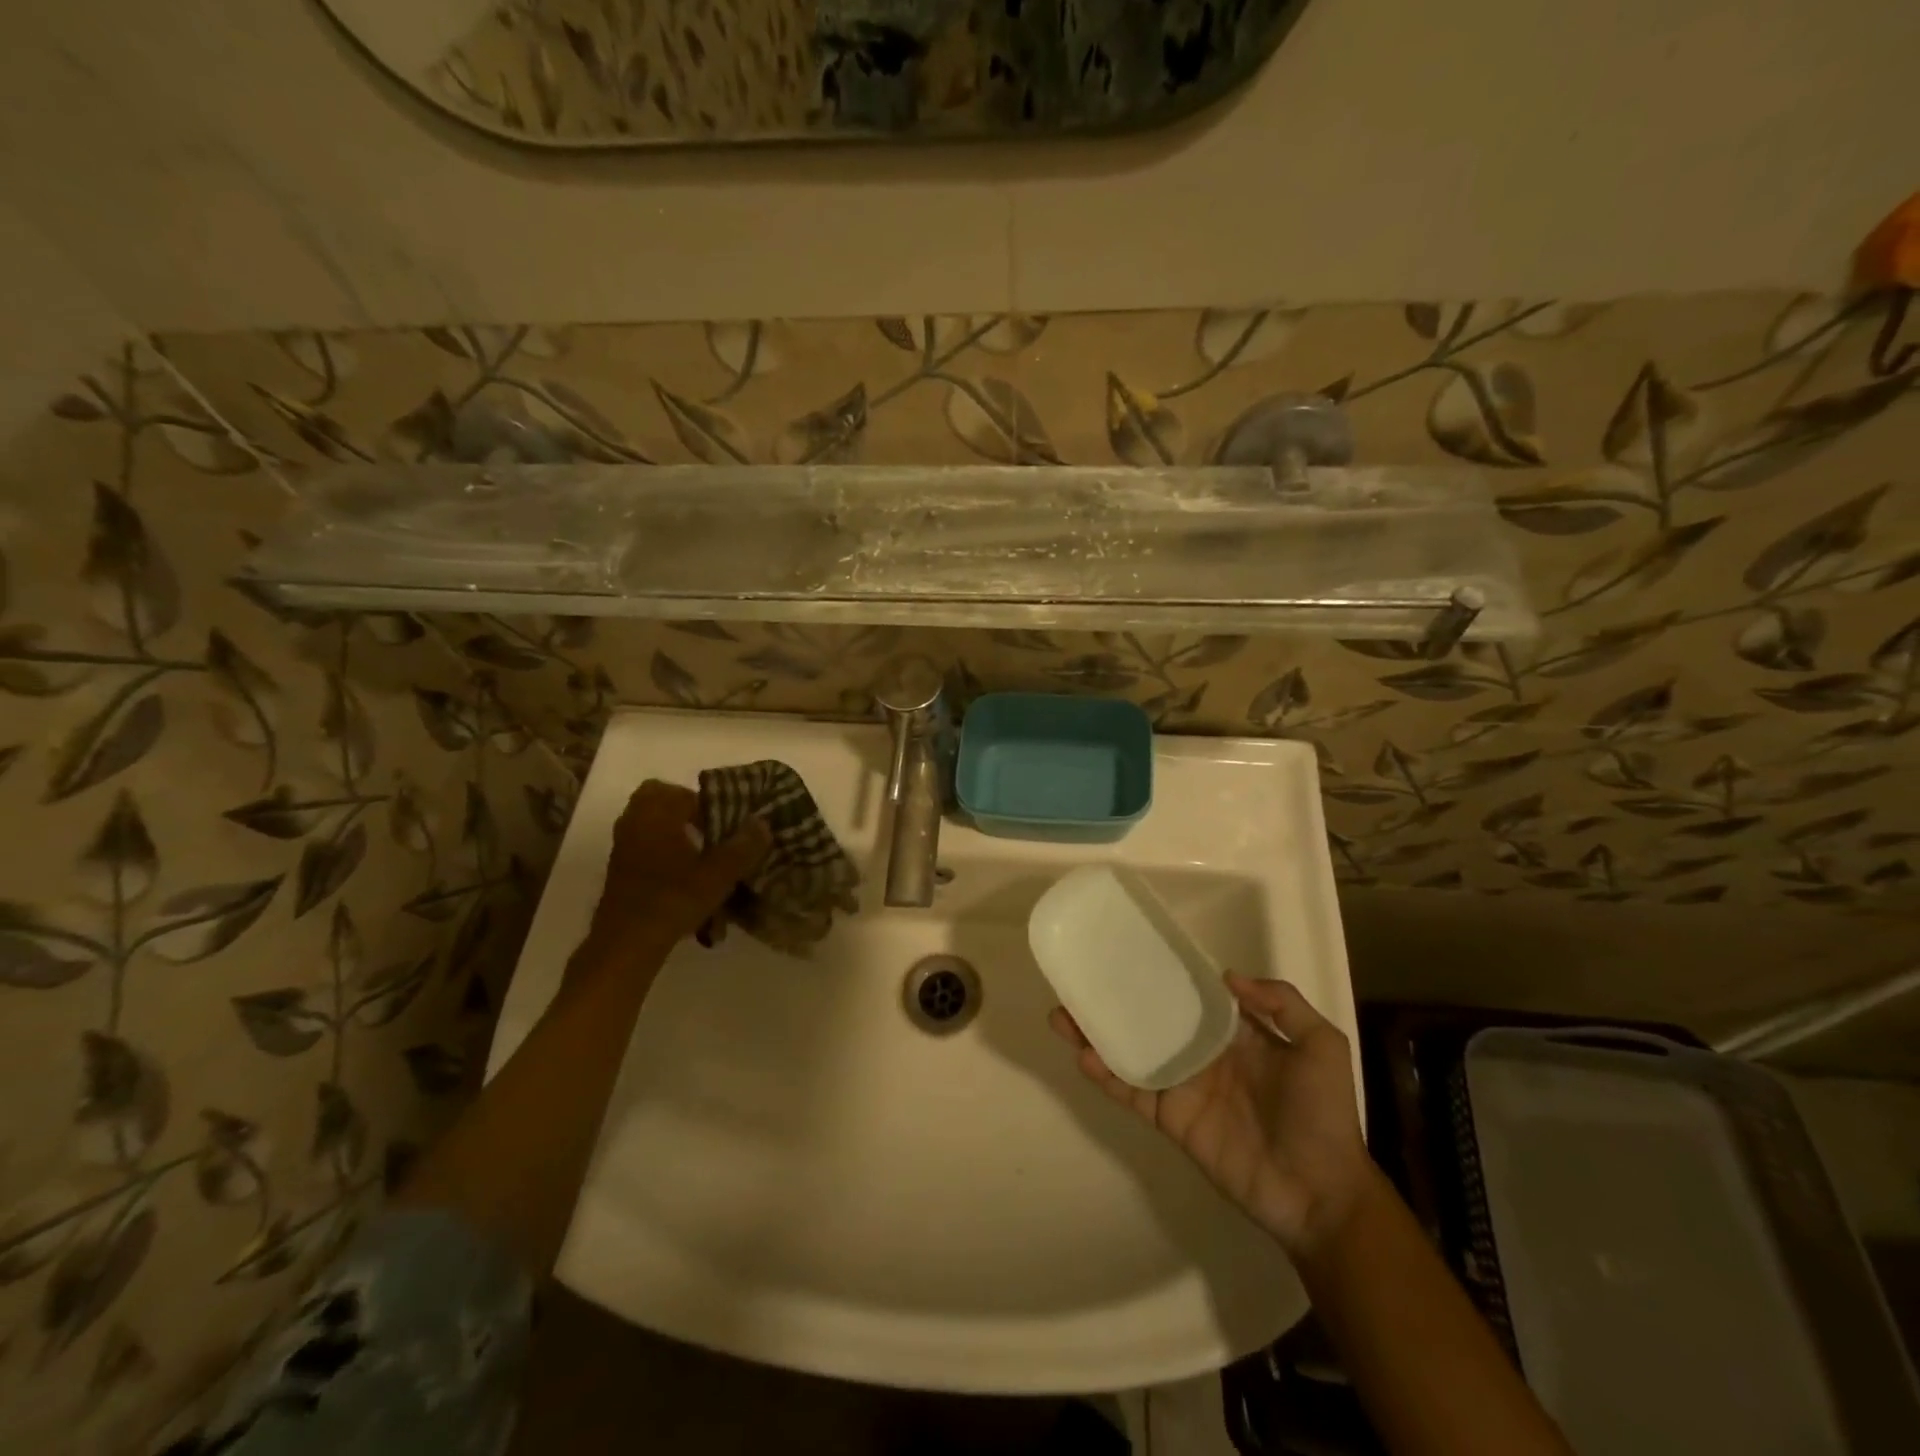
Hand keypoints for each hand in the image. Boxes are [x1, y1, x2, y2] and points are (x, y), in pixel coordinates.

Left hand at [588, 781, 769, 951]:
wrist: (627, 943)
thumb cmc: (673, 900)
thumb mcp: (718, 874)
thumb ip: (743, 846)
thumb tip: (763, 821)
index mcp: (657, 815)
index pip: (681, 791)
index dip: (706, 801)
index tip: (724, 819)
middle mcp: (635, 823)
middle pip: (656, 798)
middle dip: (683, 807)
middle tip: (709, 826)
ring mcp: (623, 846)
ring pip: (647, 820)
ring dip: (671, 827)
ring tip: (700, 850)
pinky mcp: (619, 868)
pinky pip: (642, 842)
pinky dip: (661, 846)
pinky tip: (682, 872)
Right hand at [1050, 974, 1375, 1259]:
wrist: (1320, 1192)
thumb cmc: (1324, 1114)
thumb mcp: (1322, 1045)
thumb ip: (1282, 1004)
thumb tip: (1226, 975)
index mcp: (1234, 1034)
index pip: (1192, 996)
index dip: (1164, 975)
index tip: (1133, 951)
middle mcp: (1201, 1054)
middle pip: (1150, 1020)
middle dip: (1117, 1000)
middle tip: (1080, 979)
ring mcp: (1182, 1087)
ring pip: (1131, 1053)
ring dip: (1097, 1034)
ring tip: (1062, 1013)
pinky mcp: (1170, 1119)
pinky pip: (1133, 1092)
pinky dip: (1106, 1076)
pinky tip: (1083, 1054)